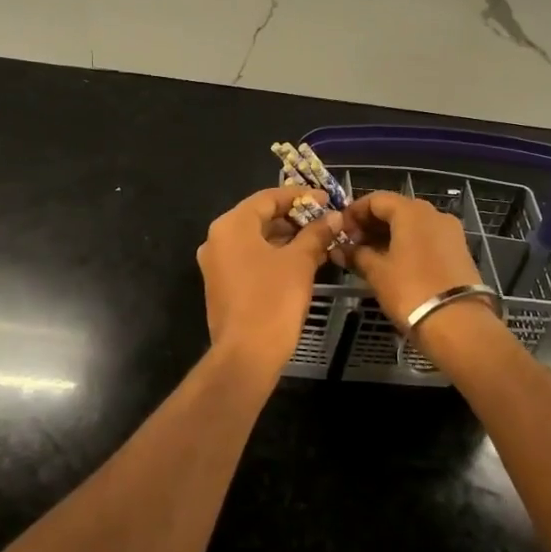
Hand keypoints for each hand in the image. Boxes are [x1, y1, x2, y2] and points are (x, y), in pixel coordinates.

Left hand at [197, 186, 339, 370]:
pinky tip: (301, 261)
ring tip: (319, 240)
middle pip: (259, 217)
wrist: (246, 355)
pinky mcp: (222, 285)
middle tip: (326, 221)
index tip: (327, 200)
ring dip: (286, 238)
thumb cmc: (273, 301)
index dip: (300, 196)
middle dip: (294, 218)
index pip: (268, 198)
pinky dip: (274, 255)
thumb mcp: (300, 262)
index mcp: (231, 226)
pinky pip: (250, 259)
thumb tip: (334, 217)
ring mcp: (216, 264)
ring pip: (255, 240)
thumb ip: (316, 234)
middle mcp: (217, 239)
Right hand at [337, 192, 484, 327]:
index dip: (354, 212)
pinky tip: (392, 265)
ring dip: (388, 236)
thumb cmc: (411, 290)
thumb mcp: (377, 272)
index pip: (376, 199)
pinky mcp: (459, 252)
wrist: (458, 324)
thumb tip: (339, 249)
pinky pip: (426, 240)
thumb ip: (356, 255)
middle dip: (371, 225)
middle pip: (396, 210)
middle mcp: (434, 214)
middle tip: (351, 245)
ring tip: (368, 257)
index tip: (339, 231)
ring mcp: (450, 233)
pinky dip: (407, 246)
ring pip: (412, 226)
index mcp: (412, 211)